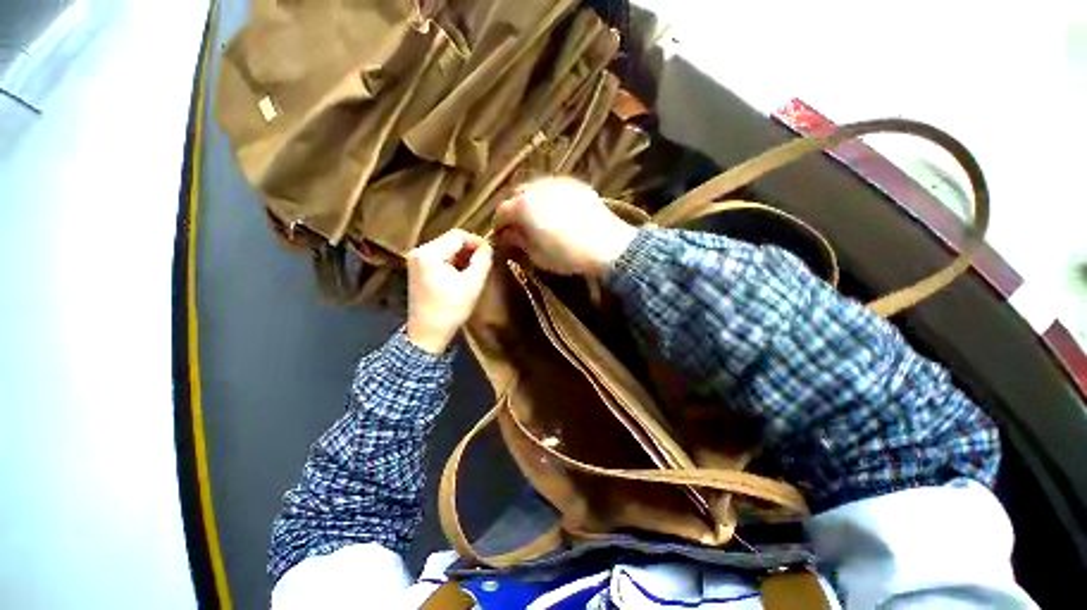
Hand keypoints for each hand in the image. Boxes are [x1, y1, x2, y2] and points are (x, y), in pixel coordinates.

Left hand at [406, 229, 493, 353]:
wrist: (428, 333)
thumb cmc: (451, 309)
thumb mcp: (472, 284)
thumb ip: (482, 261)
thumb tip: (488, 246)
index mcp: (428, 254)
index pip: (458, 235)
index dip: (477, 241)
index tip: (490, 253)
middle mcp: (418, 252)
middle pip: (450, 240)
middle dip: (470, 249)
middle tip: (484, 263)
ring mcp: (416, 260)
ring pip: (446, 248)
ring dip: (463, 256)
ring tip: (475, 270)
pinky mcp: (418, 269)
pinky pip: (440, 257)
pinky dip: (454, 262)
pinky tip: (463, 274)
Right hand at [495, 177, 636, 276]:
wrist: (608, 245)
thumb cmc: (568, 255)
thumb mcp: (538, 256)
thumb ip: (519, 242)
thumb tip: (508, 235)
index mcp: (524, 206)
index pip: (501, 212)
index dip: (499, 225)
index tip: (503, 236)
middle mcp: (537, 188)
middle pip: (516, 194)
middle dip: (514, 209)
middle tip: (519, 226)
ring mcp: (558, 182)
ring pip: (535, 187)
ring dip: (530, 200)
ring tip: (537, 217)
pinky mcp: (575, 184)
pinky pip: (554, 187)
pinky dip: (548, 197)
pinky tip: (556, 209)